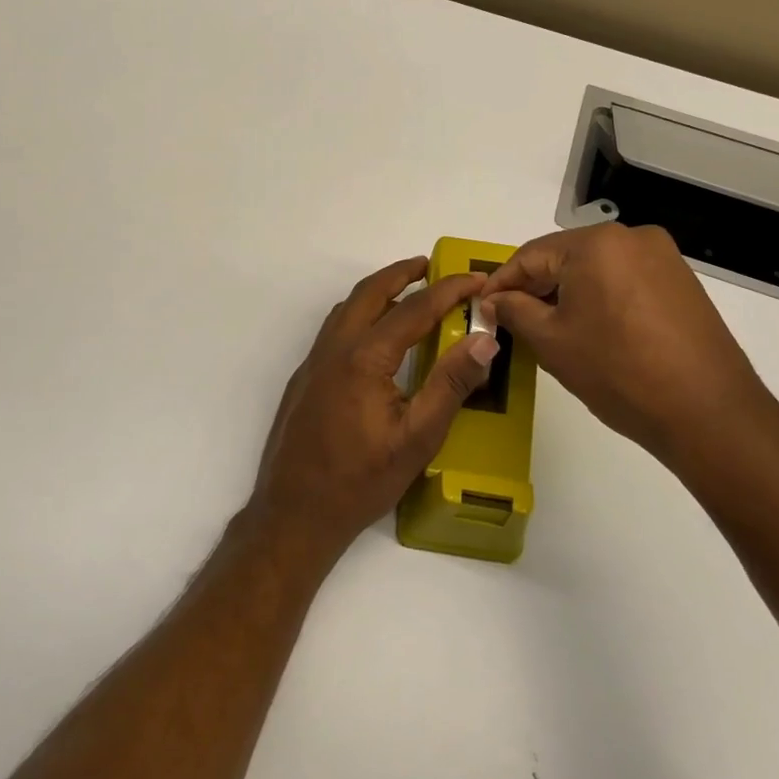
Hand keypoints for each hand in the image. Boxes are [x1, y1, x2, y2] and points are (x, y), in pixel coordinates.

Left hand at [248, 257, 499, 567]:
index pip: (413, 309)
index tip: (477, 279)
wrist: (294, 513)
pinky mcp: (304, 380)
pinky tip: (375, 338)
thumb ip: (451, 384)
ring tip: (407, 294)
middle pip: (369, 293)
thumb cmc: (360, 480)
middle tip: (431, 265)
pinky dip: (359, 315)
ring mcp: (313, 363)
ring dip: (377, 292)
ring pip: (346, 309)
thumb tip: (485, 340)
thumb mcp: (417, 438)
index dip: (448, 290)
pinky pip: (334, 330)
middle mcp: (334, 349)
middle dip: (402, 273)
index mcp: (364, 358)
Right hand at [477, 224, 778, 484]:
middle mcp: (632, 238)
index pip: (530, 256)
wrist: (708, 413)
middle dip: (535, 288)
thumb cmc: (618, 372)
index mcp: (596, 244)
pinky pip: (624, 280)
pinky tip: (591, 330)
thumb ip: (514, 311)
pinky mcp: (681, 282)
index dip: (501, 283)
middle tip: (510, 320)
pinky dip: (600, 298)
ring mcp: (663, 258)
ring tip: (548, 328)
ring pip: (596, 269)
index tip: (482, 309)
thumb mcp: (551, 341)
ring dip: (567, 293)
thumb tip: (494, 300)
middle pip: (565, 258)